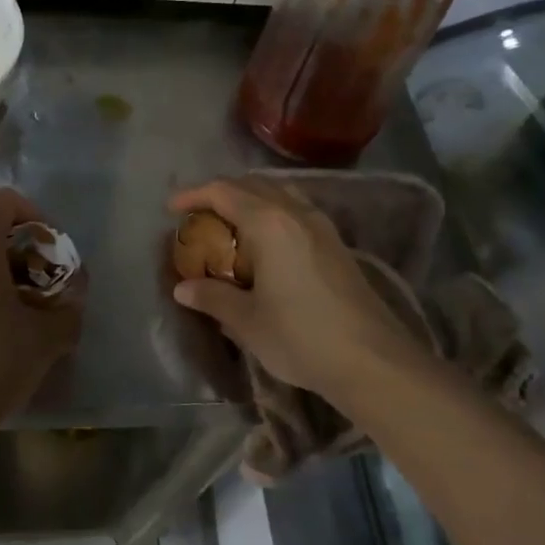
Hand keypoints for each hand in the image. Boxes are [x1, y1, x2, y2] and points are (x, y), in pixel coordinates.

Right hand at [168, 178, 434, 409]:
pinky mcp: (336, 244)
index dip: (193, 194)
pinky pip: (295, 210)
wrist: (373, 360)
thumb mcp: (247, 320)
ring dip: (249, 199)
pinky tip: (265, 244)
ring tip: (229, 225)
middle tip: (198, 216)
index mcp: (268, 222)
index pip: (223, 191)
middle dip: (220, 193)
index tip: (171, 208)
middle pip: (251, 184)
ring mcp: (321, 226)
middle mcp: (295, 213)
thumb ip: (212, 297)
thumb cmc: (301, 336)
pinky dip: (271, 213)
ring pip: (278, 193)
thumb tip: (183, 288)